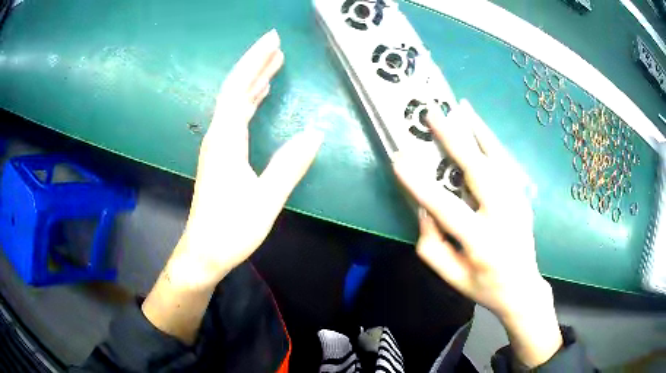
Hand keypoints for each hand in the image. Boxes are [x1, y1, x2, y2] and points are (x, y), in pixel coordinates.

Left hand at [142, 29, 322, 342]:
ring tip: (273, 63)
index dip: (255, 62)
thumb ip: (289, 165)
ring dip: (253, 80)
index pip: (238, 89)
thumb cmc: (231, 229)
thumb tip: (315, 134)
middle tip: (276, 45)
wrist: (204, 251)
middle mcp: (217, 136)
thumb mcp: (265, 200)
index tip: (272, 41)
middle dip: (255, 64)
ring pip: (234, 102)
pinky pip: (234, 117)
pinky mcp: (220, 156)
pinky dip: (248, 100)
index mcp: (225, 140)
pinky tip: (258, 96)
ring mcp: (217, 145)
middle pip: (234, 90)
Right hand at [392, 100, 561, 367]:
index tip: (399, 160)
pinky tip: (479, 127)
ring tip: (461, 108)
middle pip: (479, 170)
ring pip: (497, 158)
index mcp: (483, 243)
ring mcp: (518, 202)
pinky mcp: (522, 195)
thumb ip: (431, 245)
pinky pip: (505, 162)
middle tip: (433, 115)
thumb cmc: (484, 286)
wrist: (523, 288)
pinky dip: (491, 141)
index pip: (447, 208)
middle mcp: (504, 216)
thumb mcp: (451, 277)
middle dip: (453, 139)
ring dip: (477, 130)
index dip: (420, 184)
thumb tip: (425, 209)